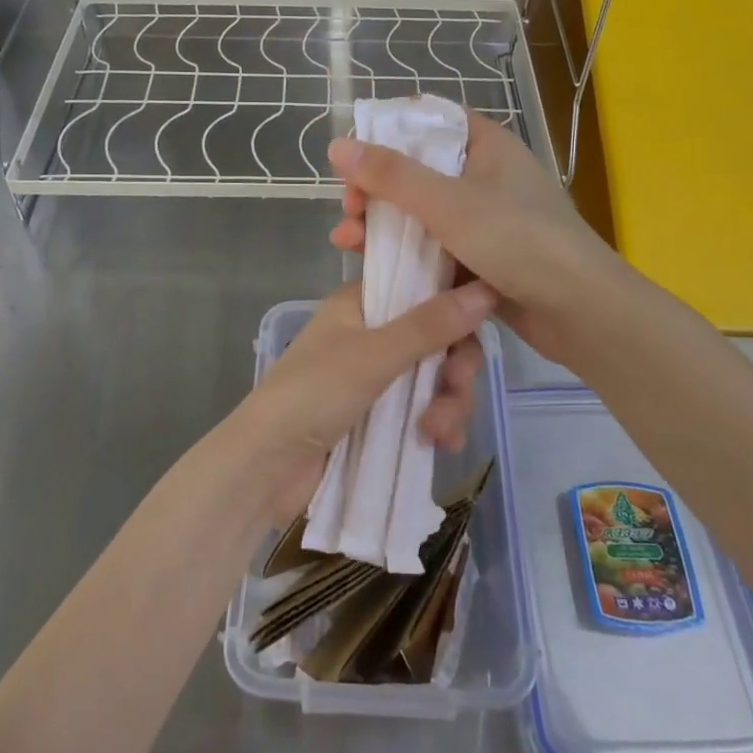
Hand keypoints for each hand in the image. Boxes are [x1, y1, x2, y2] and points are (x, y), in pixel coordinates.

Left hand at [231, 281, 494, 517]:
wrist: (266, 466)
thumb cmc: (313, 394)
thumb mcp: (374, 356)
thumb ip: (430, 325)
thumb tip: (486, 289)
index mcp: (361, 303)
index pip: (421, 286)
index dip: (454, 302)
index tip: (483, 322)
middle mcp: (371, 332)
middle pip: (437, 337)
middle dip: (455, 366)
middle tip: (456, 388)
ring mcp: (375, 376)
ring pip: (435, 377)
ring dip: (448, 402)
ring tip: (438, 433)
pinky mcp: (379, 416)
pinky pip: (423, 408)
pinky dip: (436, 423)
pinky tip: (441, 445)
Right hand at [328, 110, 626, 364]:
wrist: (580, 311)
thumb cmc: (518, 241)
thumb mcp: (449, 203)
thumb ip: (392, 176)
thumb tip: (338, 146)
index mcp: (487, 146)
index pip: (432, 120)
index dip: (390, 131)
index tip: (354, 153)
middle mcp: (486, 176)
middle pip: (419, 170)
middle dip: (375, 188)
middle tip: (348, 207)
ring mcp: (485, 220)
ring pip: (422, 213)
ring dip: (382, 224)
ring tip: (346, 242)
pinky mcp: (482, 258)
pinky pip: (434, 247)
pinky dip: (405, 253)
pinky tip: (372, 266)